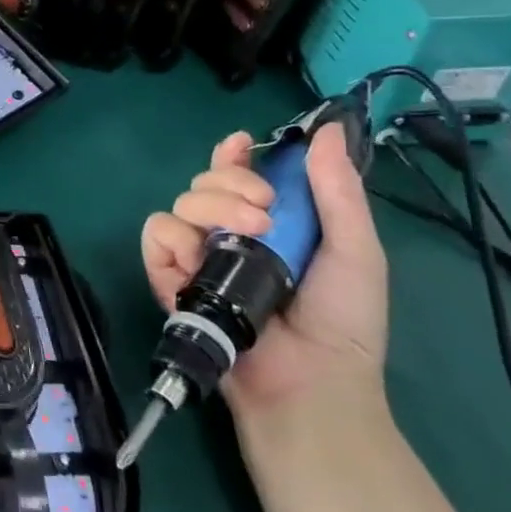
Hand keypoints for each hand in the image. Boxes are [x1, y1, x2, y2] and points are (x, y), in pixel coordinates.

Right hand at [141, 123, 388, 426]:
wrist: (309, 381)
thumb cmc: (342, 321)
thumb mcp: (356, 251)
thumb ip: (338, 191)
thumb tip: (327, 130)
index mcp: (269, 223)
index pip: (237, 174)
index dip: (233, 154)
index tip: (242, 143)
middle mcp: (227, 234)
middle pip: (204, 181)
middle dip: (230, 182)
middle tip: (264, 211)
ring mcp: (196, 256)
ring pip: (179, 203)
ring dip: (209, 208)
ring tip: (246, 237)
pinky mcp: (170, 279)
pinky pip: (155, 236)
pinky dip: (171, 238)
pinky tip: (196, 256)